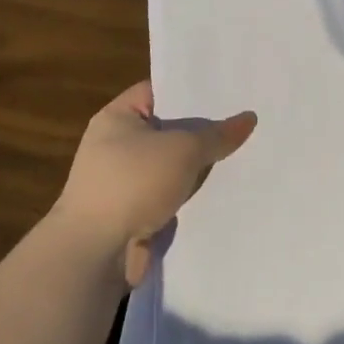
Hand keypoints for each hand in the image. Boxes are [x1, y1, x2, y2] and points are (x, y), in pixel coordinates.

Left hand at [52, 82, 256, 287]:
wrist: (94, 254)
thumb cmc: (133, 183)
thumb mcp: (183, 149)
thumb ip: (217, 134)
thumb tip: (249, 118)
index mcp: (117, 117)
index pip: (160, 91)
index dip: (192, 89)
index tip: (227, 90)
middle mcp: (116, 145)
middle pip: (169, 129)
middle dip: (202, 131)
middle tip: (244, 121)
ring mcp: (122, 182)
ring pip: (171, 166)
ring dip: (198, 168)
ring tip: (244, 155)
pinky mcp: (132, 214)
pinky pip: (169, 196)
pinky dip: (189, 197)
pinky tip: (224, 192)